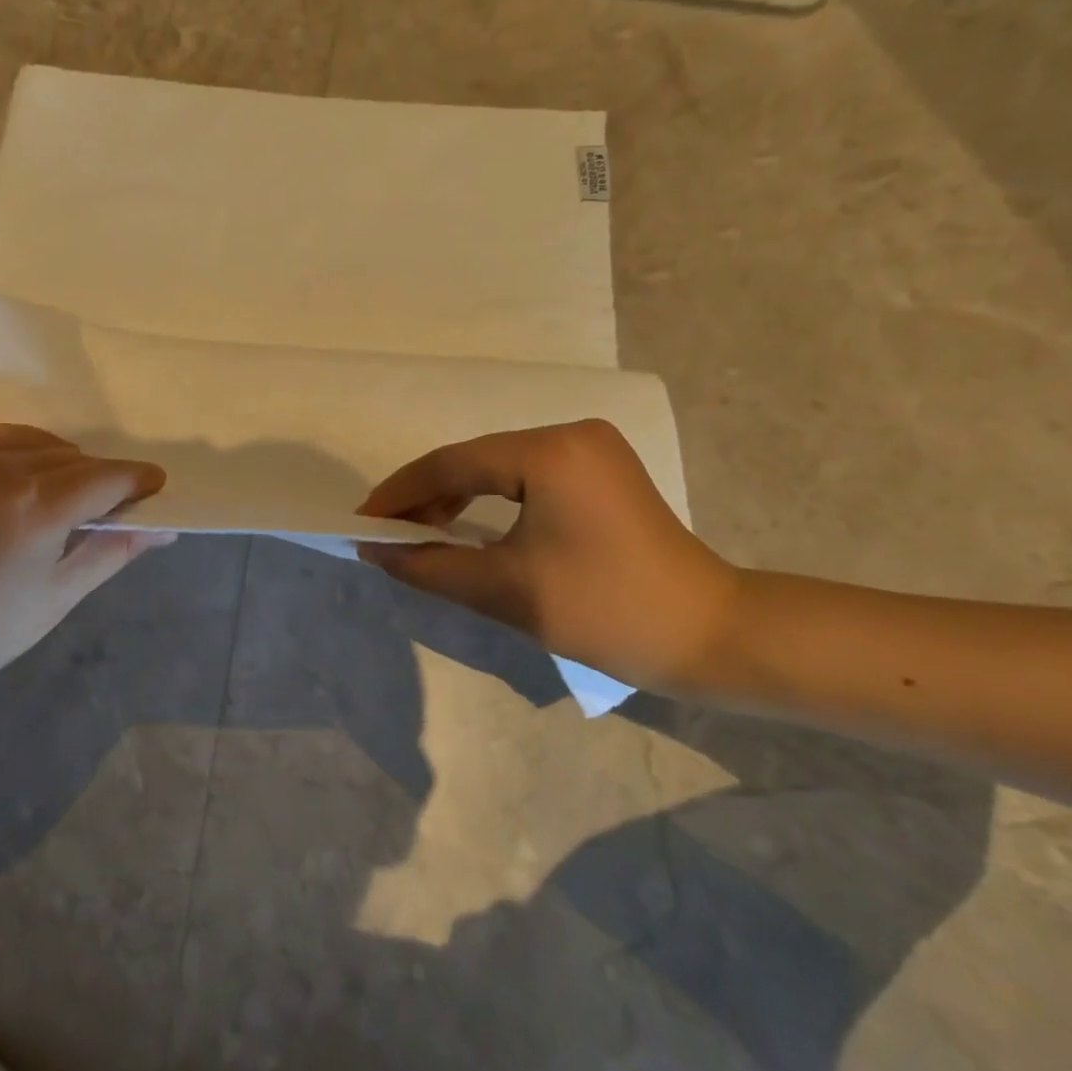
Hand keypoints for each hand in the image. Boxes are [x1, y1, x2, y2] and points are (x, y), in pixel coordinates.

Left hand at [0, 425, 167, 765]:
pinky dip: (7, 451)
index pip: (105, 477)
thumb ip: (113, 550)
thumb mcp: (57, 597)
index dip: (135, 480)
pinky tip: (6, 479)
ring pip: (28, 439)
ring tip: (52, 492)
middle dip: (93, 477)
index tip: (153, 484)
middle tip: (98, 505)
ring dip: (52, 460)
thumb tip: (164, 527)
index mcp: (34, 508)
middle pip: (69, 457)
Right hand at [357, 420, 738, 688]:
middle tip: (386, 533)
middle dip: (425, 497)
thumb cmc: (605, 611)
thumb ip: (429, 566)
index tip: (361, 523)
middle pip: (474, 460)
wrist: (710, 636)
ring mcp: (590, 449)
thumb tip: (374, 550)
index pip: (452, 464)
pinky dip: (490, 501)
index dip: (400, 494)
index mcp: (549, 453)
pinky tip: (466, 526)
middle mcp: (570, 434)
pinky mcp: (600, 471)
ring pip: (498, 467)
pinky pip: (525, 478)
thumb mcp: (504, 590)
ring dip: (455, 499)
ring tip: (418, 534)